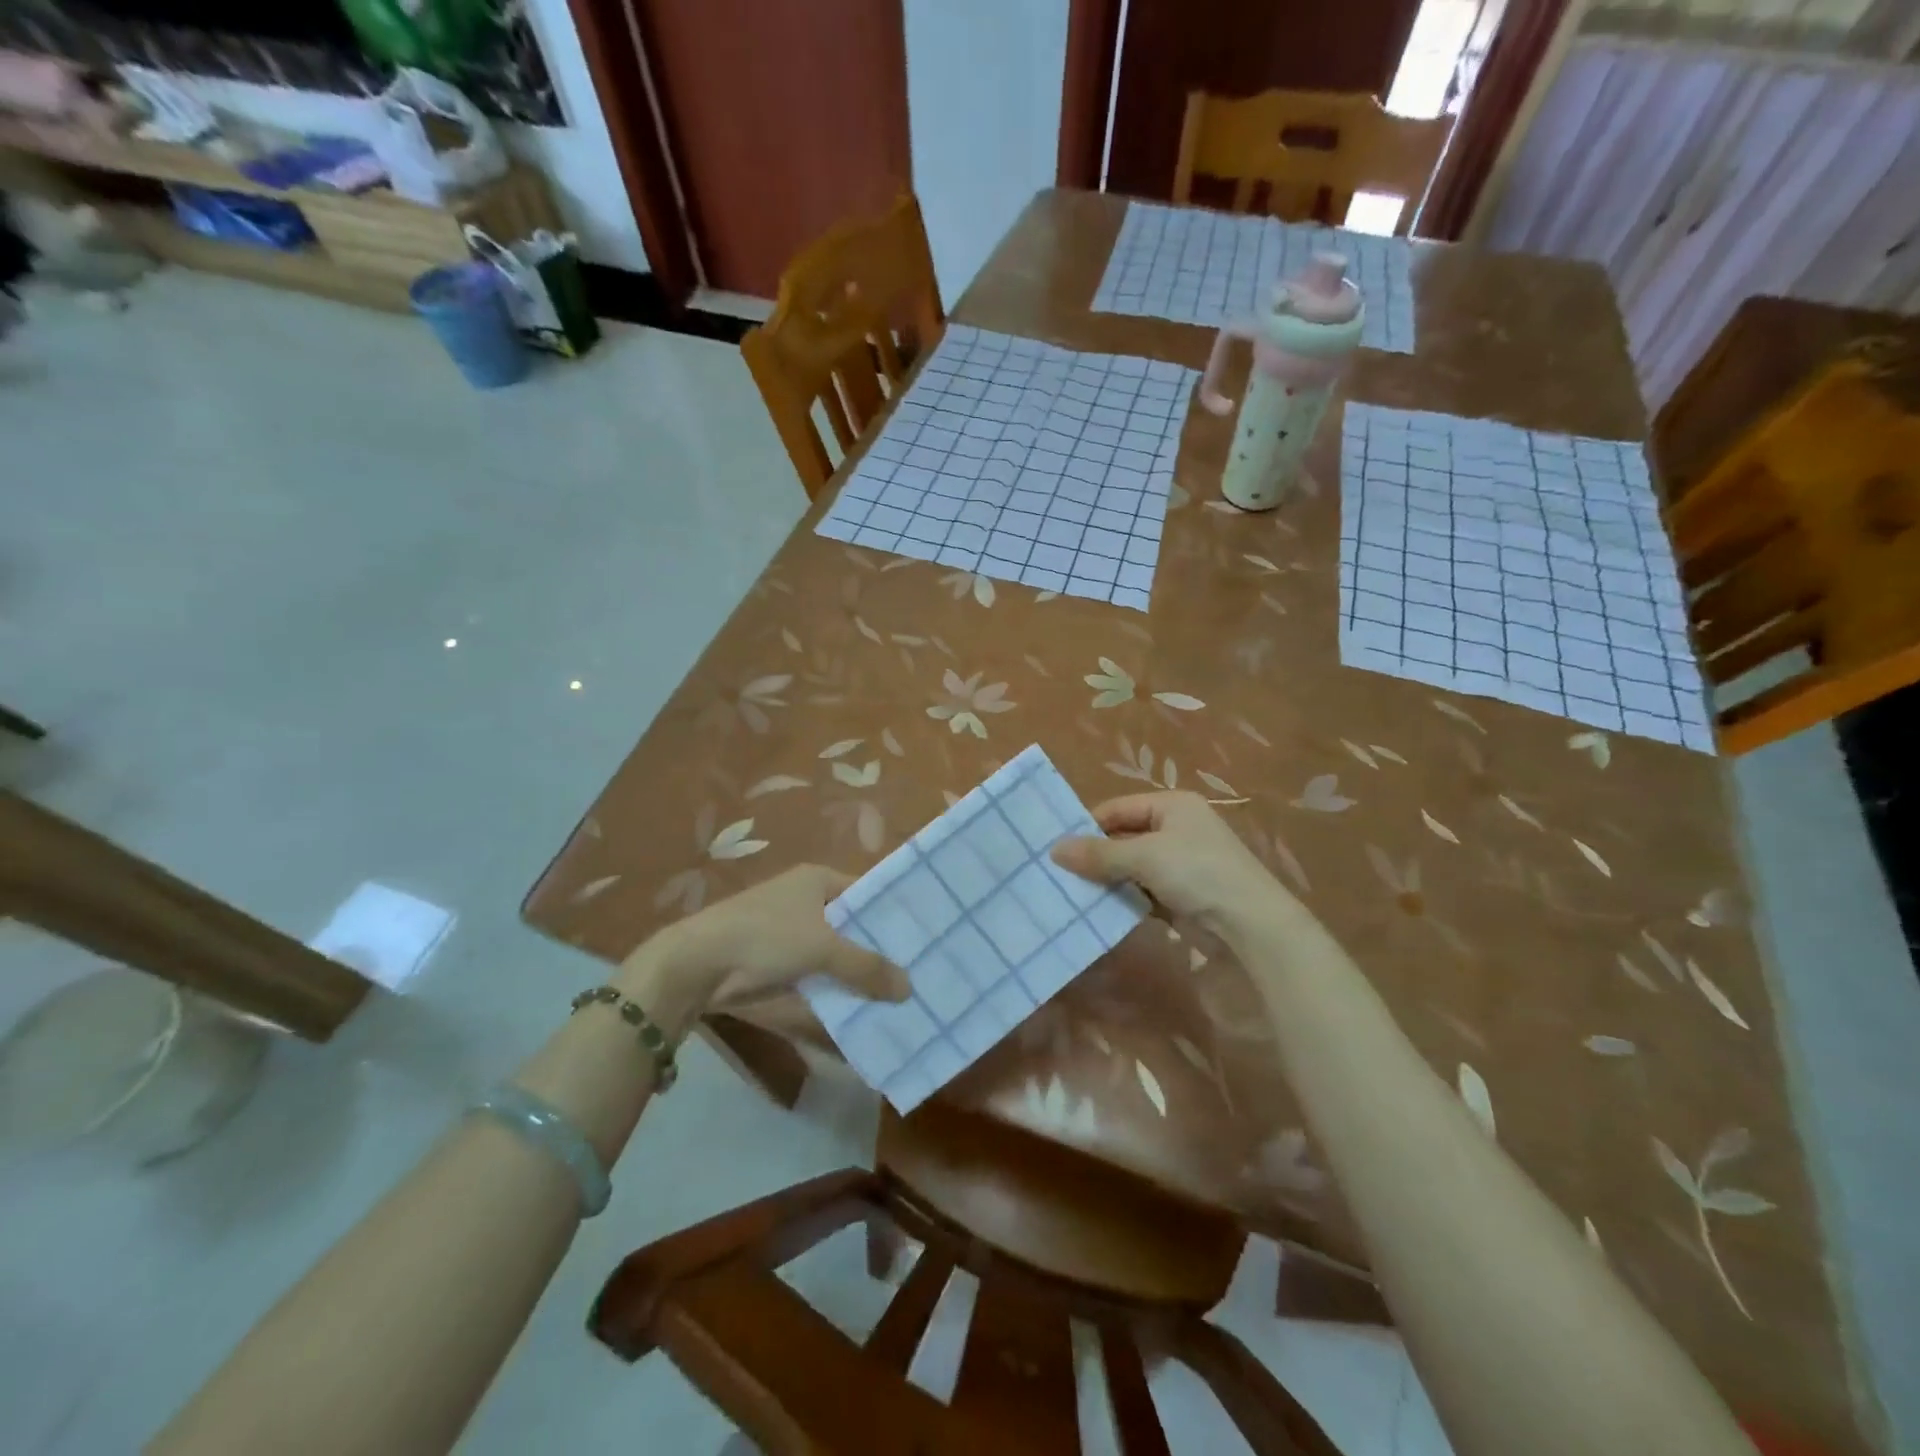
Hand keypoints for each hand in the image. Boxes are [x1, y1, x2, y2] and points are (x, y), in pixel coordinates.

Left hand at [621, 865, 909, 1029]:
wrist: (697, 965)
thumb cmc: (765, 936)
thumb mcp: (823, 947)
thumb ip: (866, 966)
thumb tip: (908, 988)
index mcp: (818, 880)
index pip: (867, 892)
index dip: (892, 914)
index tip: (923, 938)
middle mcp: (806, 901)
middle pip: (853, 926)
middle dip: (879, 950)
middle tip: (919, 972)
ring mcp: (791, 933)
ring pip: (837, 954)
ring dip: (859, 974)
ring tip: (900, 996)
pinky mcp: (778, 964)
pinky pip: (819, 975)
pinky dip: (836, 990)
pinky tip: (863, 1010)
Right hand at [1051, 792, 1287, 938]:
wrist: (1250, 925)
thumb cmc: (1197, 873)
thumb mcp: (1144, 856)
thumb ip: (1098, 853)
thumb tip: (1054, 850)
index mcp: (1172, 805)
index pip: (1118, 808)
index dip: (1088, 825)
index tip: (1058, 848)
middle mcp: (1176, 829)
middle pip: (1123, 837)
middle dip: (1095, 855)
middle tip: (1059, 872)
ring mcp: (1180, 864)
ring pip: (1131, 867)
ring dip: (1107, 880)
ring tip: (1071, 892)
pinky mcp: (1181, 895)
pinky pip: (1143, 891)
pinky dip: (1124, 899)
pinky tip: (1099, 910)